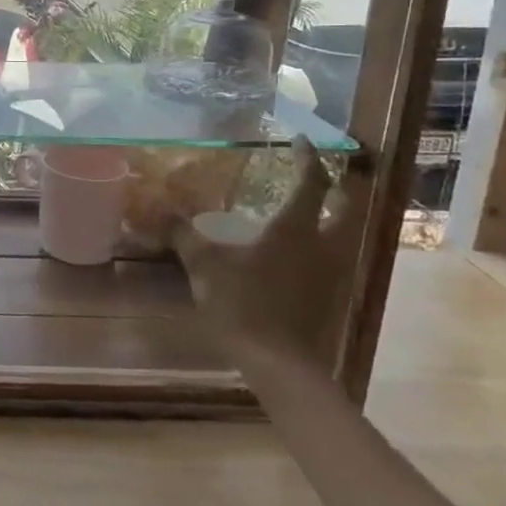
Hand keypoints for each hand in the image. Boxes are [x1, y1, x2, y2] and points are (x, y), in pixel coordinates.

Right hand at [171, 136, 355, 364]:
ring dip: (331, 216)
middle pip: (346, 207)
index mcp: (295, 229)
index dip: (309, 159)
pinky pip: (332, 258)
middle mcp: (322, 245)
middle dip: (337, 187)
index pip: (313, 183)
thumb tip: (159, 212)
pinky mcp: (330, 296)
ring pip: (342, 234)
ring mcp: (332, 273)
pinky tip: (296, 251)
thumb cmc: (243, 305)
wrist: (279, 364)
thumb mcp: (204, 266)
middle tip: (317, 174)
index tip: (303, 141)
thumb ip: (183, 236)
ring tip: (305, 209)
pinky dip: (321, 244)